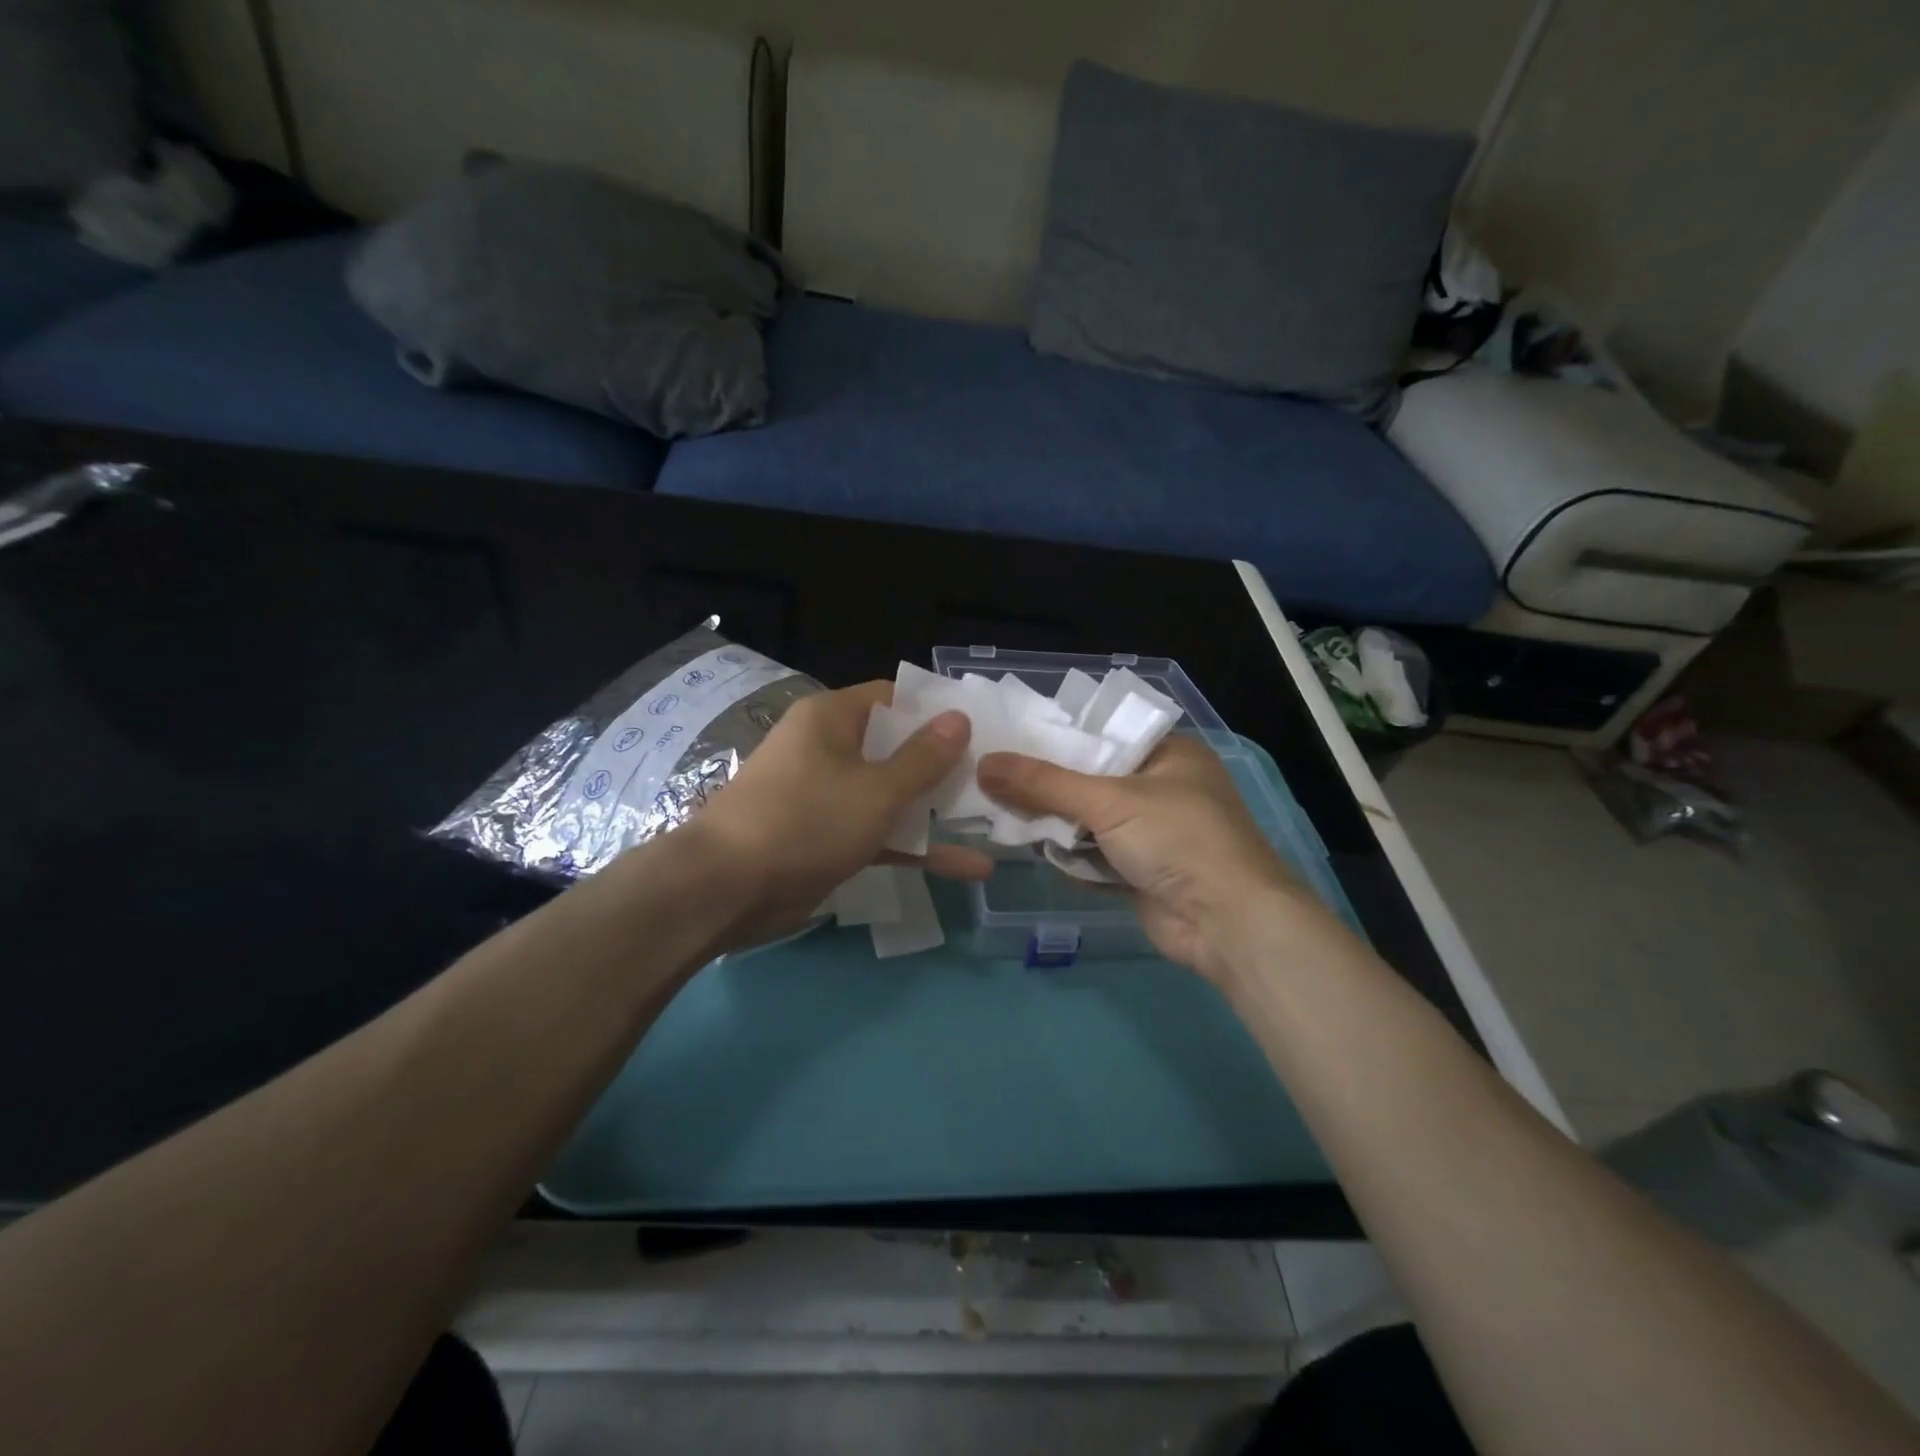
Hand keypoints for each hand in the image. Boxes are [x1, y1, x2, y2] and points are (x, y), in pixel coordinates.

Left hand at [685, 681, 992, 948]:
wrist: (727, 889)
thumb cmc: (806, 820)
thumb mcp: (876, 789)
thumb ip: (924, 758)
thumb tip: (959, 716)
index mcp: (833, 719)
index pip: (893, 698)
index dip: (937, 711)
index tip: (982, 728)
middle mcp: (829, 749)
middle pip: (897, 748)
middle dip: (944, 766)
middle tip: (996, 778)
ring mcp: (828, 796)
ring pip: (892, 796)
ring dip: (936, 812)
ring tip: (995, 822)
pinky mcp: (828, 838)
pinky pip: (880, 833)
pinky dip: (916, 847)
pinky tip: (967, 867)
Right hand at [978, 737, 1333, 983]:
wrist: (1226, 922)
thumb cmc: (1176, 838)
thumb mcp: (1108, 800)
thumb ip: (1043, 783)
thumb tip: (983, 763)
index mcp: (1168, 753)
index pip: (1101, 735)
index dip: (1056, 738)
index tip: (1008, 739)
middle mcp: (1161, 788)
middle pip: (1090, 780)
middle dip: (1046, 787)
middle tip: (993, 779)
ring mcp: (1152, 833)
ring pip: (1088, 821)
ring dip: (1054, 824)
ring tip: (1000, 813)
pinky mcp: (1140, 871)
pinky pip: (1094, 855)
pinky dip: (1070, 856)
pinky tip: (1033, 849)